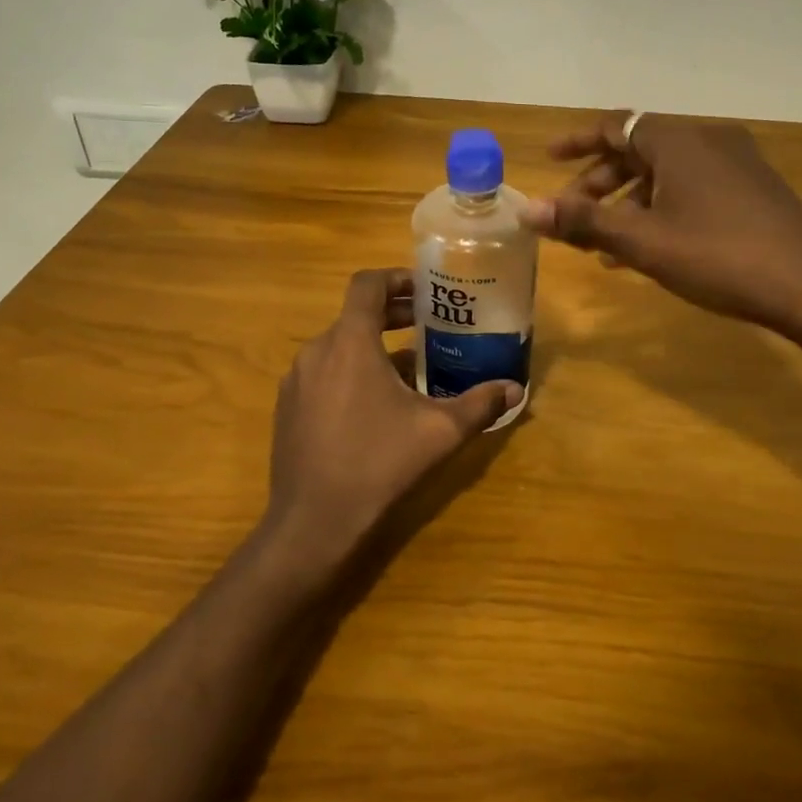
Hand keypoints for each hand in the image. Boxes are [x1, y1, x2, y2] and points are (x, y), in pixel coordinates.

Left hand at [262, 268, 522, 577]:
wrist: (312, 523)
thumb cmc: (378, 464)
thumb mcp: (439, 433)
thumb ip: (479, 405)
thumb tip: (515, 390)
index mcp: (349, 342)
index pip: (367, 284)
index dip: (396, 278)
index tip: (425, 290)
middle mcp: (316, 350)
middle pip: (355, 314)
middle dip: (393, 315)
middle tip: (429, 325)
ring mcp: (296, 380)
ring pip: (339, 345)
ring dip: (372, 345)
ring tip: (408, 367)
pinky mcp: (287, 407)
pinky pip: (322, 372)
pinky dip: (349, 371)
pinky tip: (374, 405)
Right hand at [521, 111, 801, 331]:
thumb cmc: (718, 256)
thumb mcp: (642, 241)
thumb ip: (582, 222)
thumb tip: (525, 209)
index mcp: (677, 140)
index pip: (614, 125)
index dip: (577, 141)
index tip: (548, 159)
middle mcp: (707, 140)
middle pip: (637, 150)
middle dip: (599, 182)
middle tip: (571, 216)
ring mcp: (736, 163)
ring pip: (665, 173)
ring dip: (628, 202)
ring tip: (604, 245)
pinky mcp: (754, 189)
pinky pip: (692, 187)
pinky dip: (661, 208)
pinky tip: (650, 248)